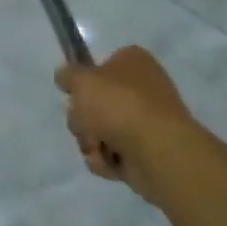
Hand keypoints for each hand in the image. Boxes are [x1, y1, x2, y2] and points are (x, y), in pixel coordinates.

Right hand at [55, 46, 196, 203]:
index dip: (86, 77)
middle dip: (82, 116)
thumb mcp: (80, 79)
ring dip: (90, 140)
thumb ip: (67, 75)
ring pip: (99, 129)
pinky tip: (107, 161)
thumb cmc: (119, 105)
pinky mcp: (145, 154)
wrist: (159, 151)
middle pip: (96, 101)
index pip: (105, 63)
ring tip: (97, 146)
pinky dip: (104, 159)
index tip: (75, 89)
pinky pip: (111, 154)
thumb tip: (67, 78)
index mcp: (134, 63)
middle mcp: (143, 91)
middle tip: (84, 121)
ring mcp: (146, 124)